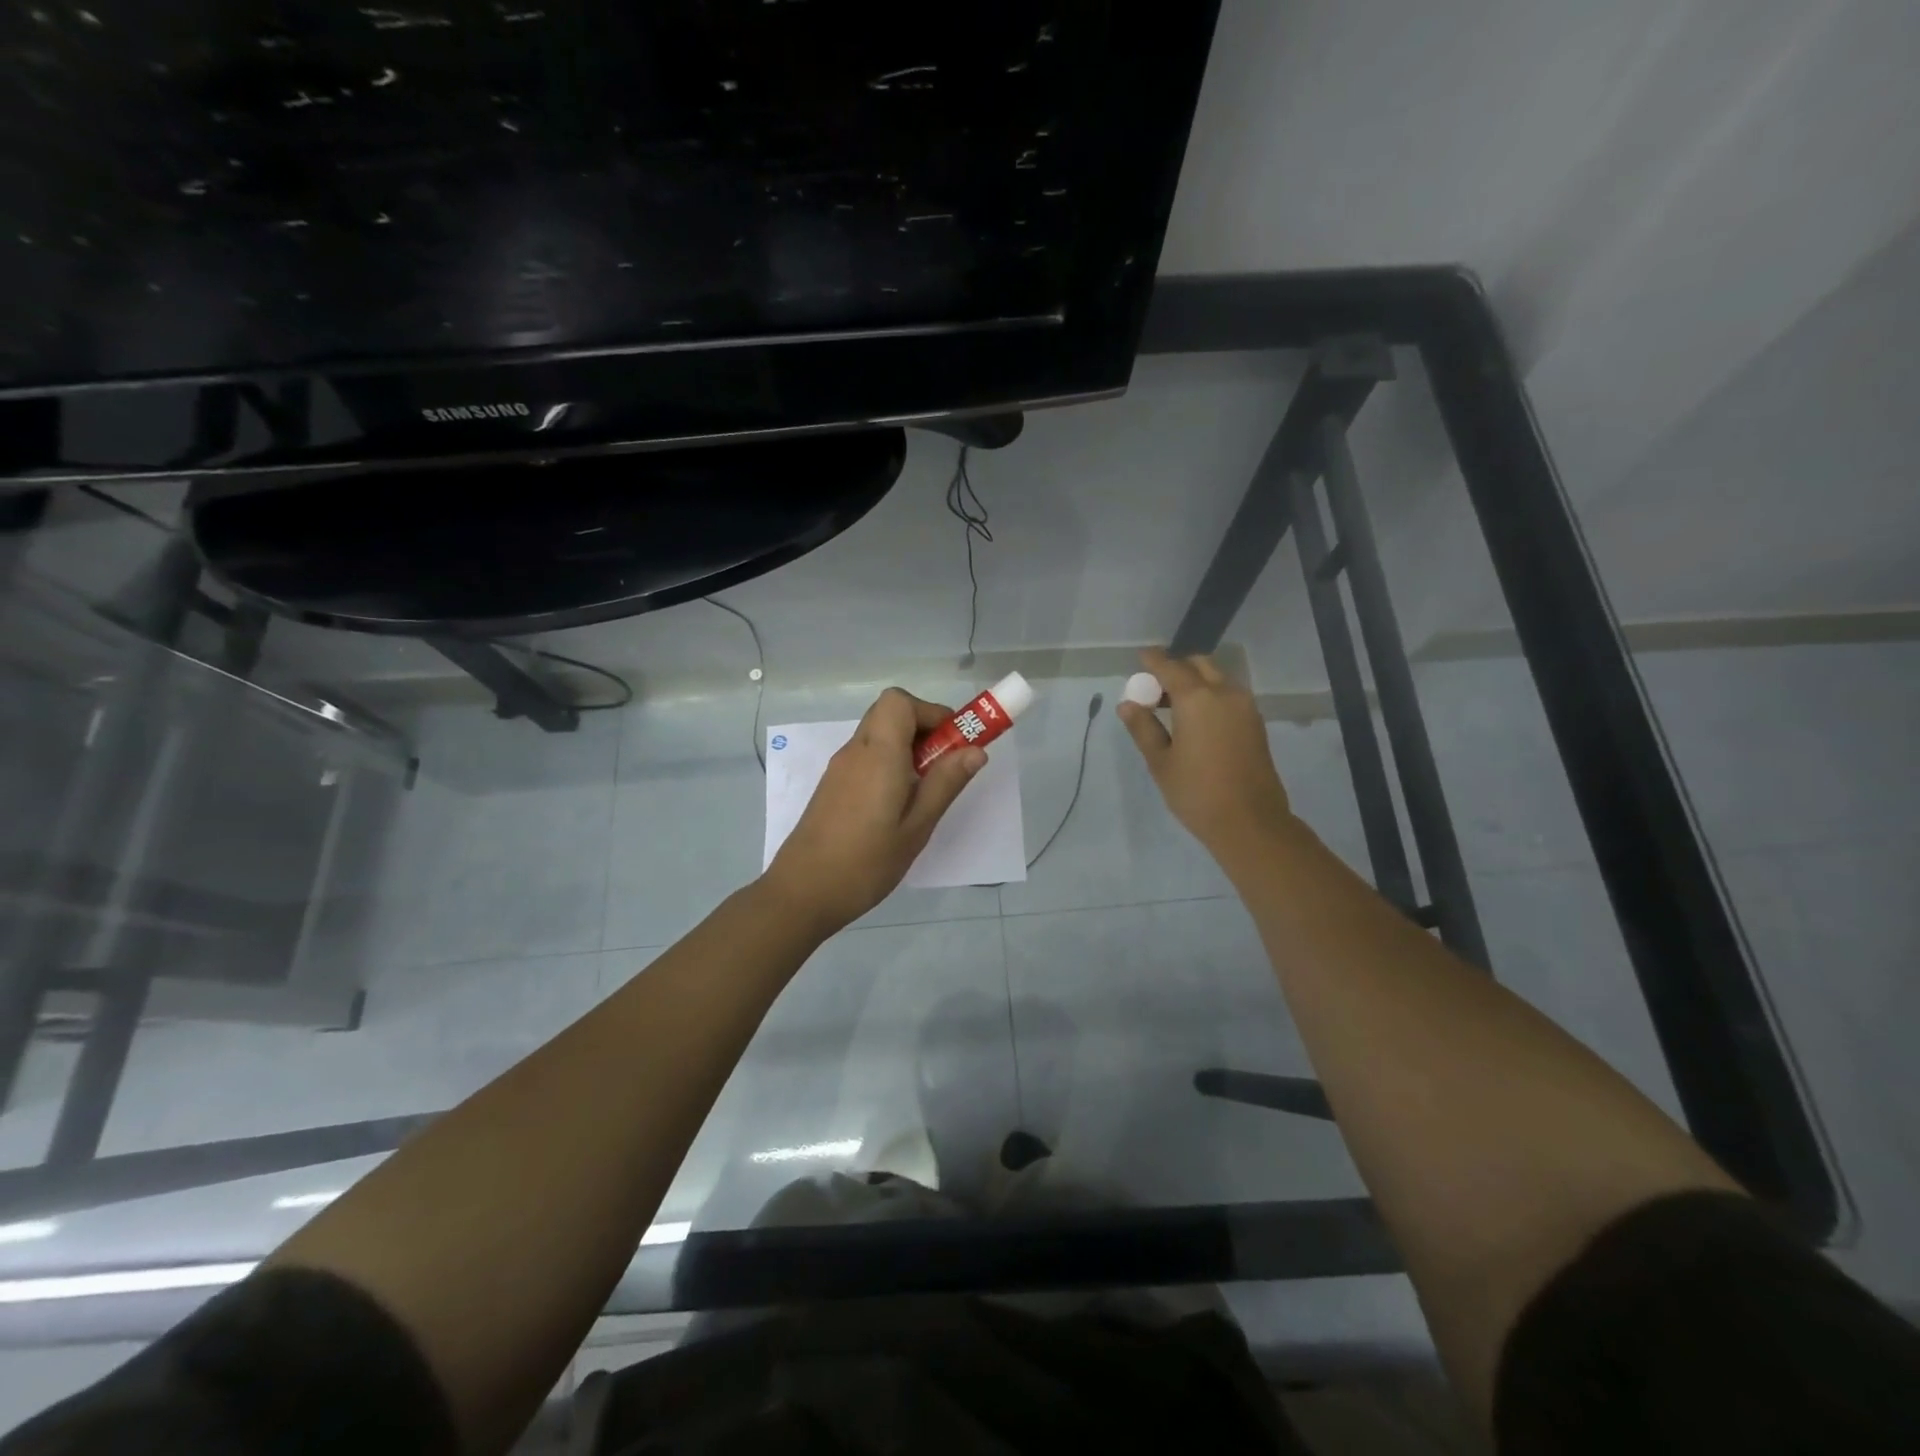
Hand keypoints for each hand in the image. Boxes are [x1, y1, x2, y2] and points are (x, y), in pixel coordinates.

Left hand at [763, 689, 986, 933]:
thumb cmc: (866, 862)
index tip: (954, 743)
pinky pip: (866, 757)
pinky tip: (897, 806)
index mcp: (878, 753)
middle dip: (924, 729)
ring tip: (925, 792)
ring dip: (907, 748)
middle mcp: (855, 751)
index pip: (899, 701)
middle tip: (944, 766)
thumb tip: (975, 750)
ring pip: (878, 736)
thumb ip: (945, 783)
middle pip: (889, 713)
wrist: (802, 893)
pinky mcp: (832, 786)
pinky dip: (889, 764)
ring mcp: (839, 768)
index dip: (931, 712)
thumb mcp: (917, 826)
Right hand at [1116, 648, 1293, 859]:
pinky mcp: (1255, 723)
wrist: (1250, 822)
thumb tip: (1128, 704)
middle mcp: (1224, 693)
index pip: (1170, 667)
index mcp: (1197, 698)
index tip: (1141, 656)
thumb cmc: (1196, 792)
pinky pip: (1228, 695)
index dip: (1153, 660)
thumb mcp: (1161, 761)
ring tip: (1171, 705)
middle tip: (1155, 686)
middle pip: (1199, 665)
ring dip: (1194, 681)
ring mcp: (1245, 707)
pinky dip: (1209, 695)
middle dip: (1176, 667)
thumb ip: (1143, 728)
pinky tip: (1194, 719)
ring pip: (1216, 678)